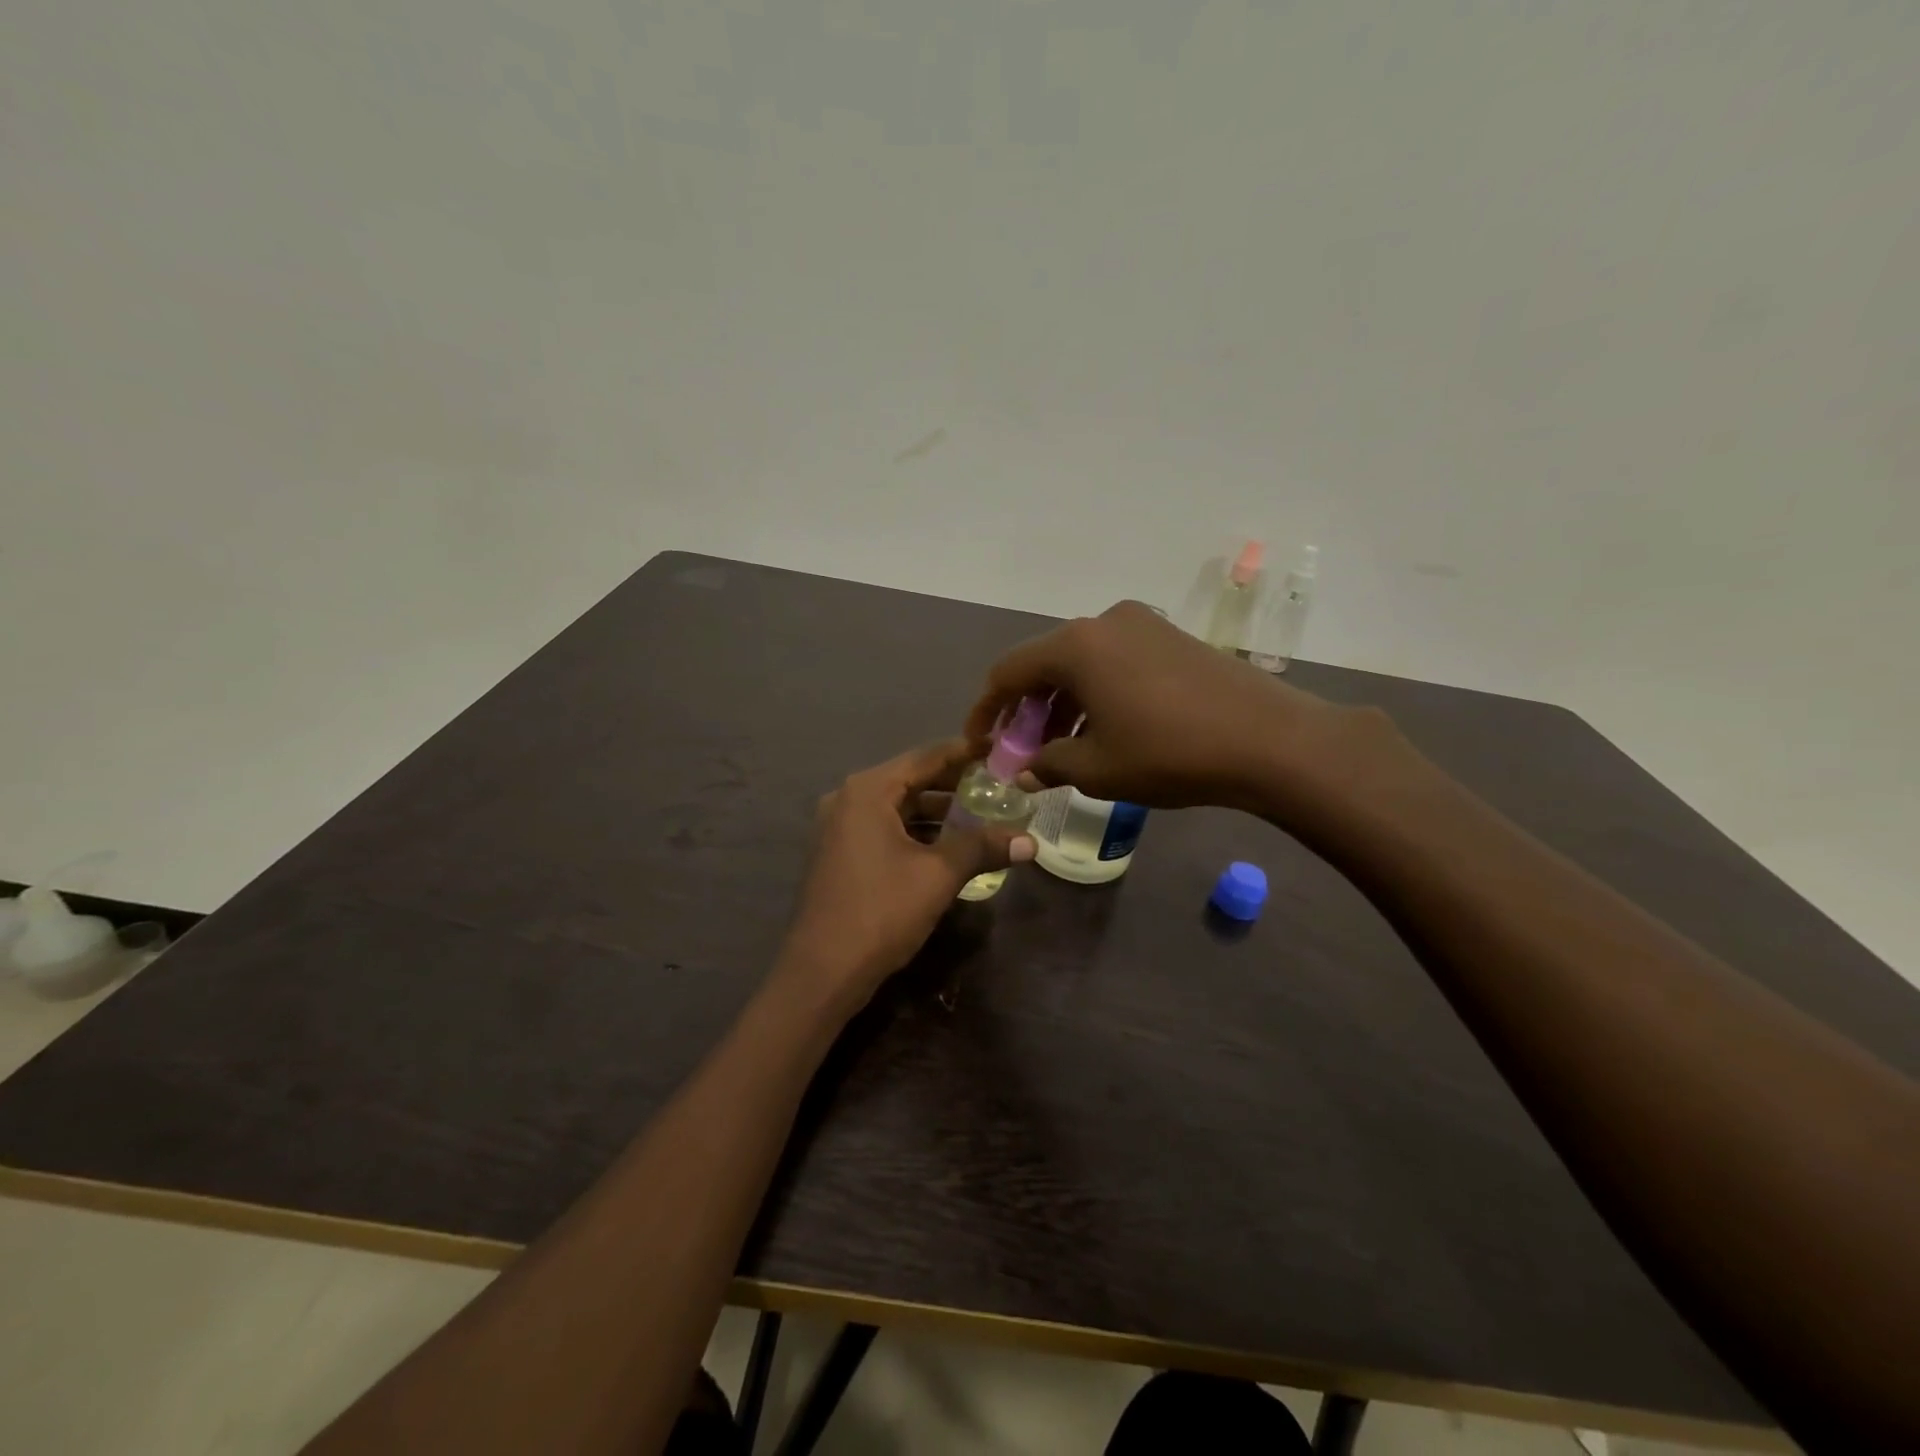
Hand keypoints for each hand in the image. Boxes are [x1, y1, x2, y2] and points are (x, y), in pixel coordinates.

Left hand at [780, 740, 1034, 1007]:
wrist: (822, 971)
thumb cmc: (881, 912)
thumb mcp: (938, 876)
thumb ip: (982, 848)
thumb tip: (1031, 842)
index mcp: (868, 790)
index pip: (926, 757)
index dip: (965, 752)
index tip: (999, 749)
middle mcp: (848, 798)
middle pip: (910, 779)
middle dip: (954, 783)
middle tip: (998, 784)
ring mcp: (839, 826)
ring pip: (897, 806)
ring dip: (936, 810)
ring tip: (980, 814)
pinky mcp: (839, 852)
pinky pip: (884, 827)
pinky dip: (915, 830)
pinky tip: (947, 844)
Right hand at [964, 601, 1391, 821]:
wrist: (1271, 740)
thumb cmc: (1170, 753)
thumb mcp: (1098, 769)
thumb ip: (1048, 764)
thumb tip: (1023, 770)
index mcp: (1076, 646)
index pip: (1008, 672)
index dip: (987, 710)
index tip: (980, 743)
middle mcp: (1104, 622)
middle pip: (1045, 663)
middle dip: (1027, 709)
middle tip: (1022, 751)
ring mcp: (1143, 625)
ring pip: (1082, 663)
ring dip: (1062, 702)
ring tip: (1062, 747)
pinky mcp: (1171, 637)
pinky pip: (1115, 661)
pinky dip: (1096, 692)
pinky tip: (1104, 728)